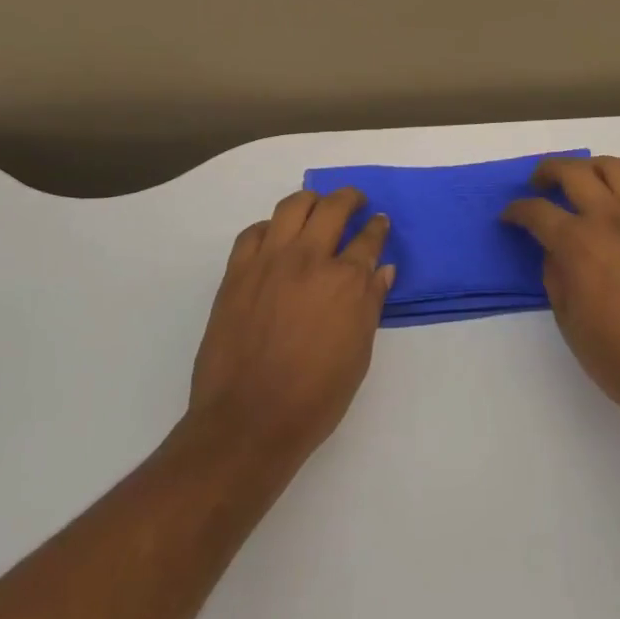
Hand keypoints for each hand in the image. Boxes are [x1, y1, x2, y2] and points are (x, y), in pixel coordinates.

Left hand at [188, 188, 393, 459]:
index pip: (368, 238)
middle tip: (355, 201)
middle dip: (349, 198)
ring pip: (292, 207)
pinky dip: (269, 228)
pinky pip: (253, 232)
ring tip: (316, 207)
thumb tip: (382, 270)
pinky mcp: (237, 272)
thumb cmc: (315, 397)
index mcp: (345, 281)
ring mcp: (269, 262)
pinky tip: (275, 237)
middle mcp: (309, 259)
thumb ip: (370, 304)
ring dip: (310, 201)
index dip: (377, 227)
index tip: (380, 222)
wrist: (248, 421)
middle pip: (332, 208)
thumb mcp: (358, 354)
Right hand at [504, 155, 619, 429]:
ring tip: (578, 182)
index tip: (508, 217)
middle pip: (573, 171)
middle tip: (537, 184)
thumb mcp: (568, 318)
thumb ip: (555, 274)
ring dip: (588, 168)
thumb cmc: (617, 354)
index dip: (516, 211)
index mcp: (578, 242)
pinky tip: (613, 207)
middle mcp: (610, 218)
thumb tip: (554, 251)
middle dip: (547, 171)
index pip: (537, 211)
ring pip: (613, 167)